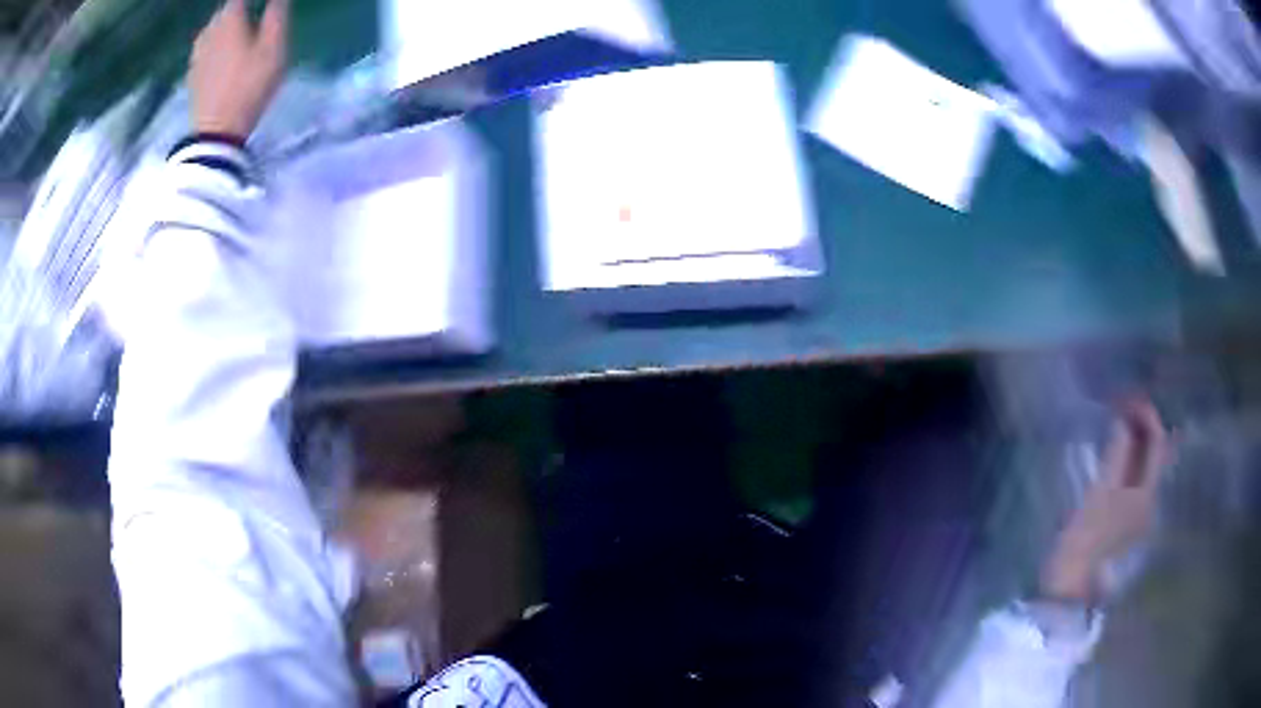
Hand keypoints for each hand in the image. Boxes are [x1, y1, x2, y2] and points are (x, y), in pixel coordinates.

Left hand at [189, 0, 288, 138]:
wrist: (216, 133)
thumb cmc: (249, 85)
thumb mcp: (274, 48)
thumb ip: (276, 15)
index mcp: (230, 19)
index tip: (263, 3)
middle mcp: (210, 31)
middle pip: (224, 11)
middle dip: (237, 8)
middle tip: (250, 12)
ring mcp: (197, 54)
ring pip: (212, 29)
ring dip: (224, 26)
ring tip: (237, 30)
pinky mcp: (192, 75)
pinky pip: (204, 49)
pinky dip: (214, 45)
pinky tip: (221, 52)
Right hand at [1041, 398, 1169, 602]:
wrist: (1069, 588)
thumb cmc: (1084, 540)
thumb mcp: (1099, 494)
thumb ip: (1116, 454)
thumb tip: (1123, 420)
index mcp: (1147, 494)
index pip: (1157, 442)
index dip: (1145, 414)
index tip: (1125, 397)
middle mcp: (1149, 500)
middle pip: (1154, 452)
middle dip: (1141, 424)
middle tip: (1120, 406)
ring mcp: (1137, 512)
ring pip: (1144, 464)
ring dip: (1134, 439)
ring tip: (1116, 423)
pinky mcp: (1123, 520)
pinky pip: (1133, 477)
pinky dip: (1127, 458)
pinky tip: (1114, 454)